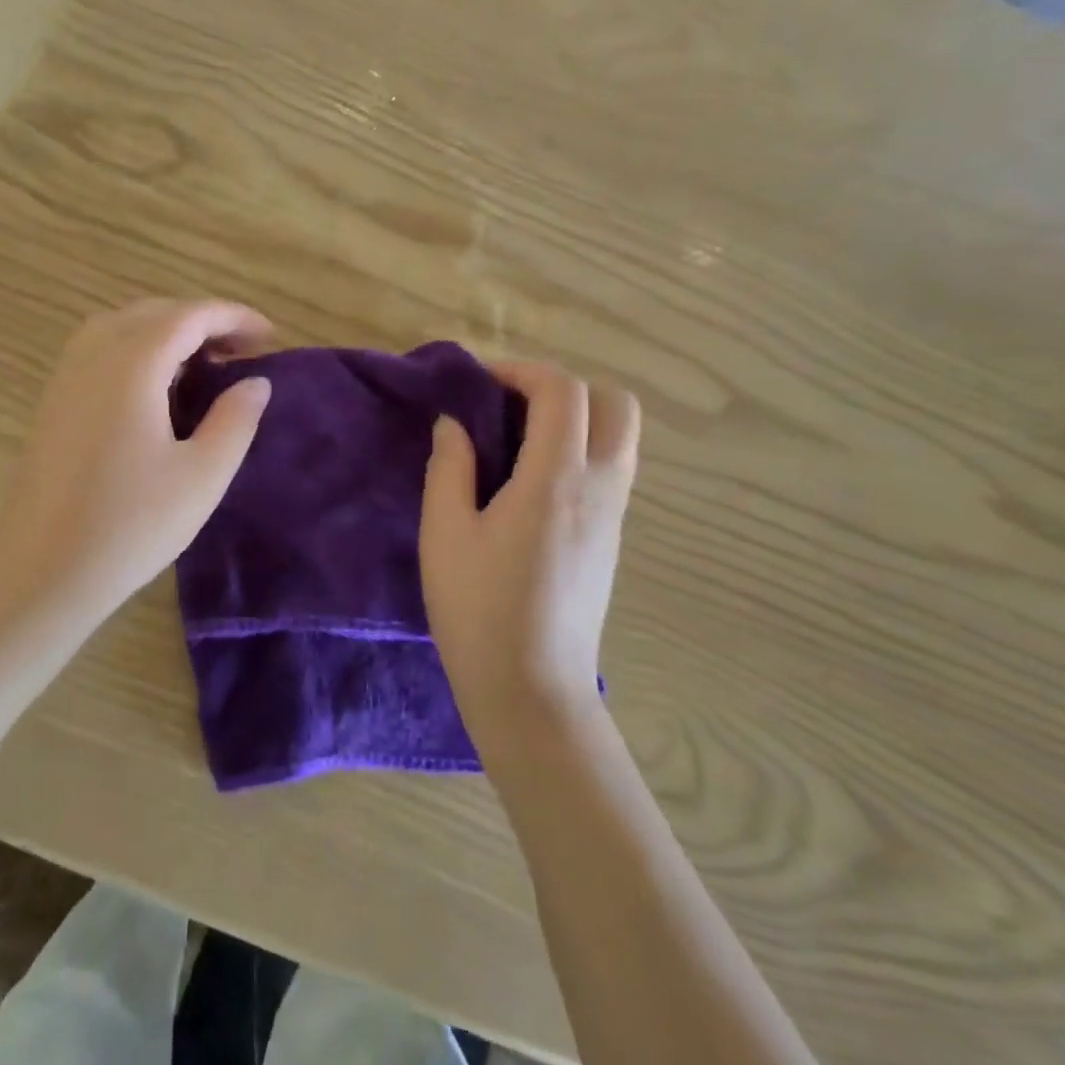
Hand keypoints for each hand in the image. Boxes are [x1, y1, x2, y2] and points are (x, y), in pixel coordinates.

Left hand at [0, 298, 273, 627]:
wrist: (40, 573)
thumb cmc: (129, 526)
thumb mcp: (201, 476)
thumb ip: (235, 420)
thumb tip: (256, 382)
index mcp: (131, 364)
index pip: (189, 315)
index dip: (234, 316)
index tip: (270, 336)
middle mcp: (93, 355)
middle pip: (154, 312)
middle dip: (202, 322)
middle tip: (241, 353)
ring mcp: (65, 377)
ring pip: (122, 326)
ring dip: (167, 333)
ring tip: (202, 366)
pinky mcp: (52, 402)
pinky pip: (100, 351)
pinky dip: (137, 350)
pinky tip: (155, 390)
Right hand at [419, 363, 639, 740]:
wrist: (532, 692)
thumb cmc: (478, 611)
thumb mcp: (444, 534)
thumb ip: (449, 468)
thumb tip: (455, 425)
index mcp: (555, 481)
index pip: (564, 392)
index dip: (523, 371)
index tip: (481, 383)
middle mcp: (600, 488)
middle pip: (615, 404)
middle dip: (564, 387)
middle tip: (511, 405)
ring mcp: (613, 516)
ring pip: (620, 437)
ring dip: (576, 418)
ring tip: (517, 439)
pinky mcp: (611, 539)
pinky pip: (611, 468)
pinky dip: (580, 449)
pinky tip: (530, 480)